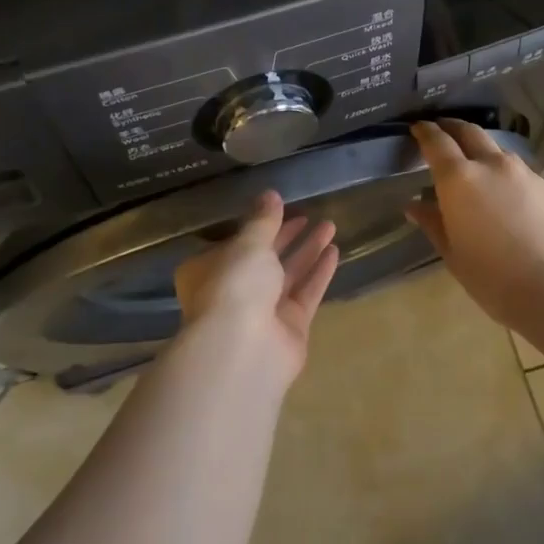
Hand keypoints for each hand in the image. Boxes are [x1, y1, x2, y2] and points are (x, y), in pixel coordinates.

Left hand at [172, 191, 339, 388]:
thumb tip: (270, 194)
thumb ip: (262, 220)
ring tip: (330, 225)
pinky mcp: (289, 328)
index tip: (280, 207)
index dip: (257, 225)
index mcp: (208, 271)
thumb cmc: (234, 286)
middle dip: (287, 236)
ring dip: (308, 250)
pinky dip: (318, 273)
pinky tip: (335, 251)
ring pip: (288, 275)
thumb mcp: (248, 244)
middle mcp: (233, 292)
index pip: (234, 244)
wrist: (244, 349)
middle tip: (310, 214)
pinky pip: (305, 294)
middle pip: (264, 259)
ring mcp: (262, 313)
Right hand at [404, 119, 543, 327]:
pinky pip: (514, 167)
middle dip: (452, 127)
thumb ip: (433, 223)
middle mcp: (490, 164)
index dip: (425, 131)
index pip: (437, 142)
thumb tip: (415, 205)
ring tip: (471, 163)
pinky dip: (500, 168)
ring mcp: (522, 172)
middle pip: (468, 131)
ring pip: (495, 148)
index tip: (417, 127)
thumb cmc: (494, 277)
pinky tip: (500, 189)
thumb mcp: (453, 254)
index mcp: (459, 179)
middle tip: (441, 130)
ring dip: (478, 147)